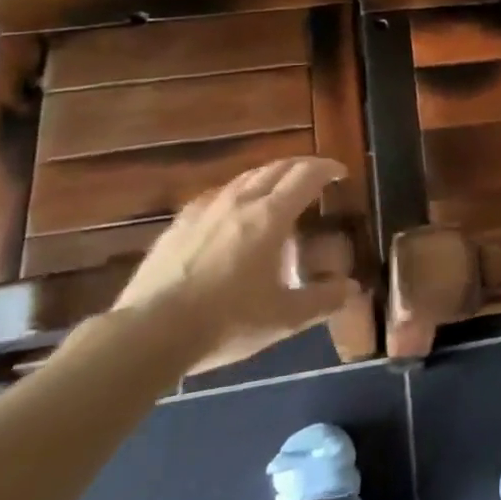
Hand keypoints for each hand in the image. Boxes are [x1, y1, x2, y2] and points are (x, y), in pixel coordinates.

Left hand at [113, 157, 362, 371]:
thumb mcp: (282, 319)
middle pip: (276, 168)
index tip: (339, 173)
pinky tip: (232, 210)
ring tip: (277, 190)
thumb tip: (351, 288)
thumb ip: (320, 301)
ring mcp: (206, 208)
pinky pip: (217, 194)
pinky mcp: (180, 222)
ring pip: (245, 177)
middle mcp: (241, 200)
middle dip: (301, 166)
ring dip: (269, 176)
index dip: (327, 168)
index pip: (306, 175)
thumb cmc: (225, 322)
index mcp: (270, 216)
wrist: (149, 332)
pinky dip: (238, 192)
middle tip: (315, 176)